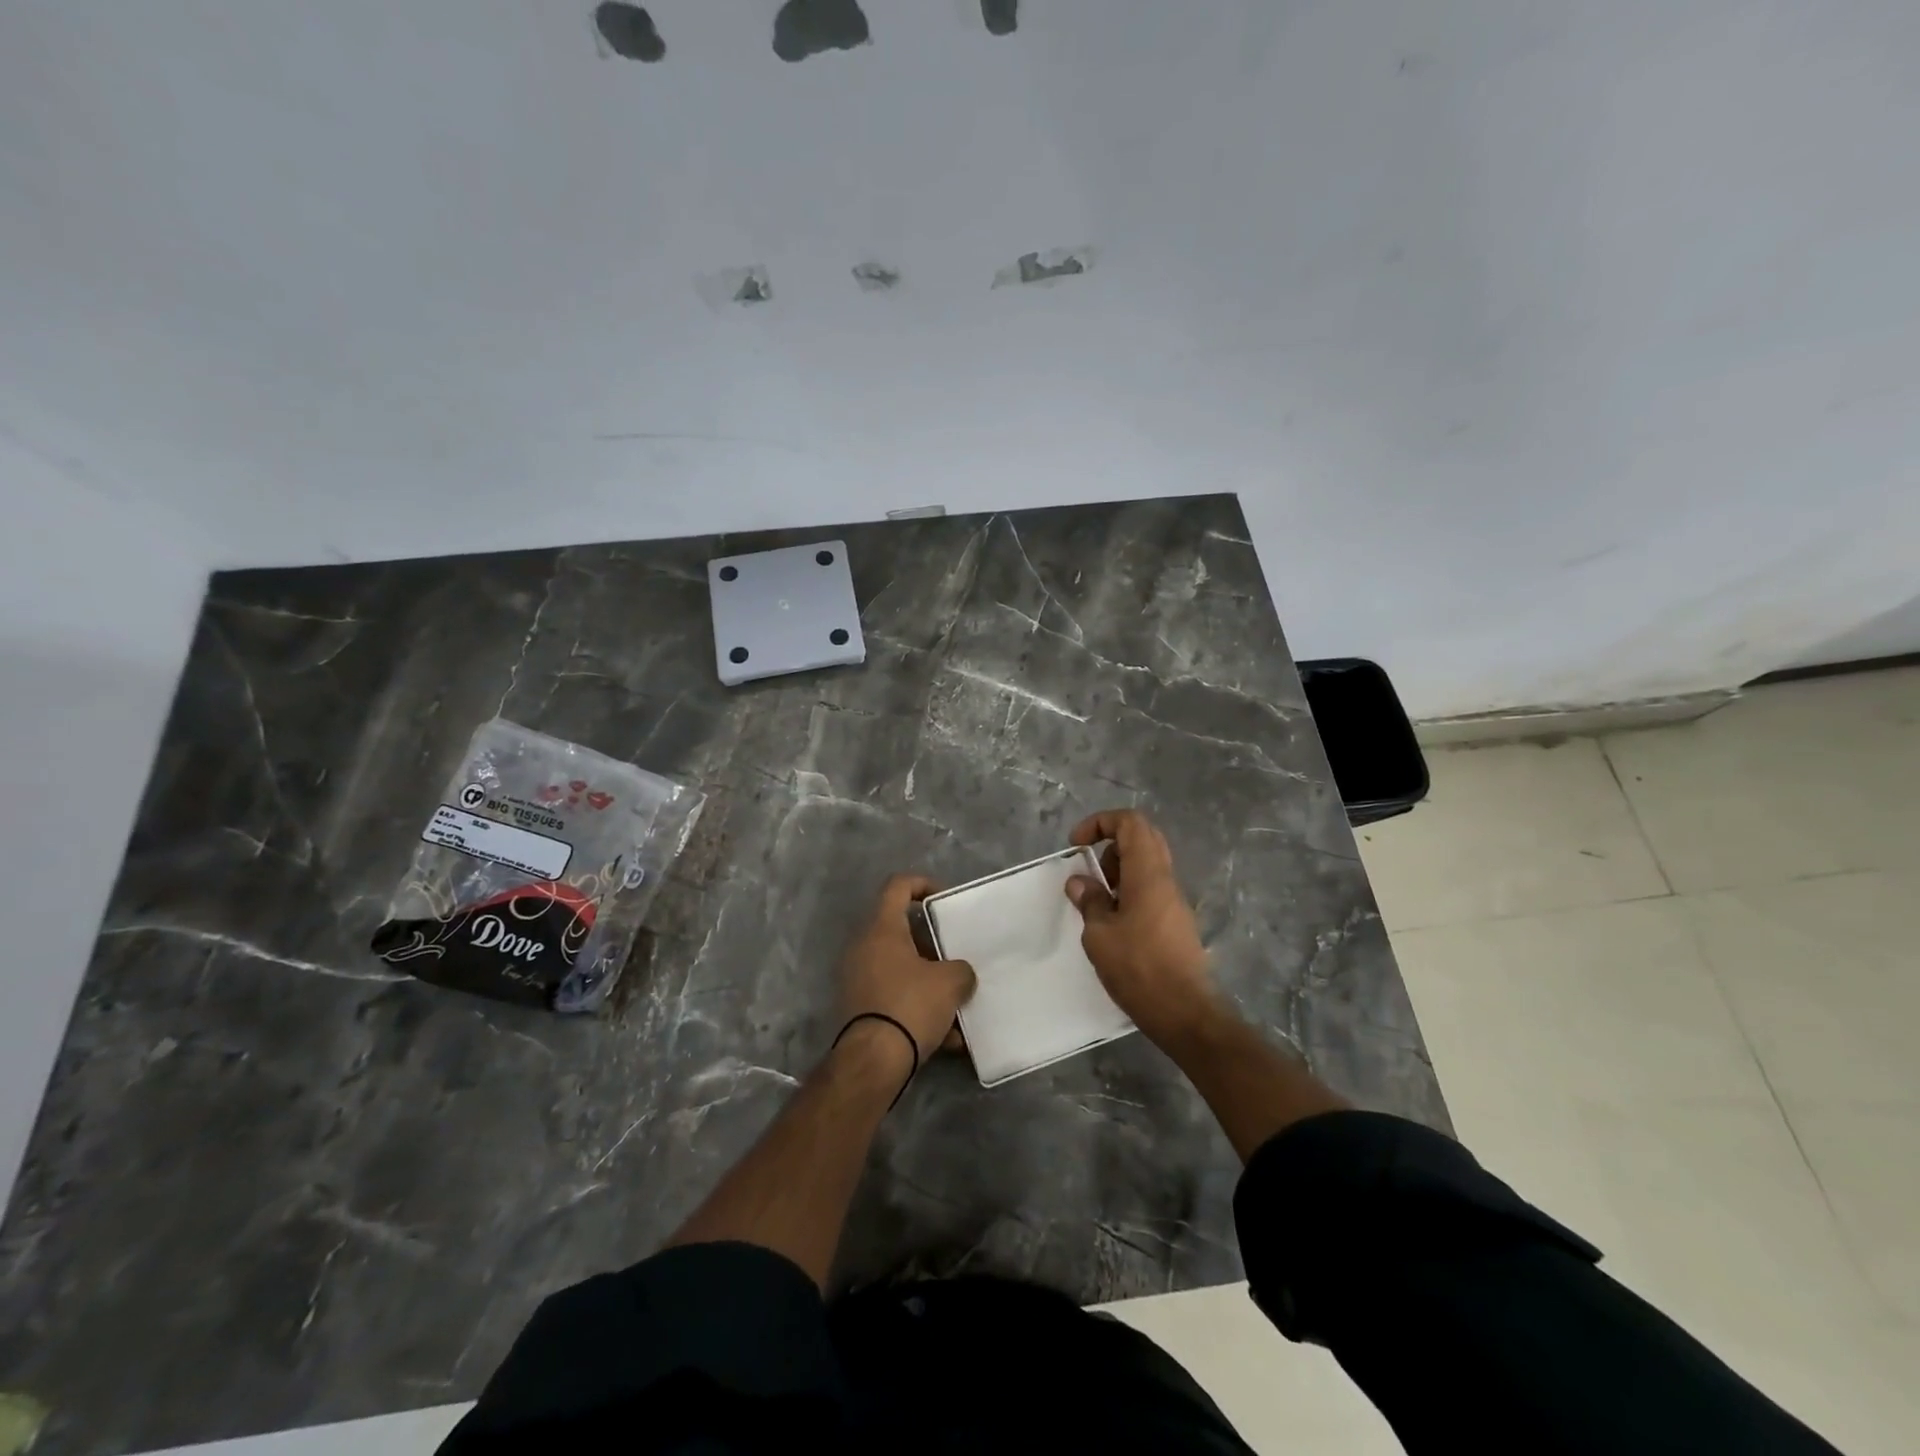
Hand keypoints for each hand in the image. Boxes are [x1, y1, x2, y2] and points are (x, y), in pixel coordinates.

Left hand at [838, 874, 977, 1074]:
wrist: (873, 1061)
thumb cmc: (910, 1005)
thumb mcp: (950, 983)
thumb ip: (960, 970)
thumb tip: (959, 975)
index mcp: (882, 929)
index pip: (897, 886)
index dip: (922, 884)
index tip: (944, 900)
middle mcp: (864, 947)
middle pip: (902, 932)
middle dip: (933, 945)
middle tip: (955, 958)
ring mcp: (858, 979)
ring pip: (901, 969)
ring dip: (929, 982)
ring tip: (958, 1005)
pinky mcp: (859, 1008)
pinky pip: (895, 998)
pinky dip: (918, 1010)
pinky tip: (947, 1038)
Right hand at [1065, 810, 1217, 1046]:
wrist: (1185, 1012)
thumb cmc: (1139, 968)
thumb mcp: (1100, 935)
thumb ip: (1090, 902)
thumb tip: (1080, 882)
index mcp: (1148, 874)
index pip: (1130, 823)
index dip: (1100, 823)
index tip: (1077, 845)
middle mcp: (1165, 880)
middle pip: (1142, 838)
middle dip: (1110, 845)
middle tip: (1089, 870)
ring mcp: (1174, 901)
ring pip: (1147, 865)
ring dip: (1118, 871)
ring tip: (1097, 900)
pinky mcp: (1176, 922)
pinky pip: (1151, 889)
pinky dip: (1129, 891)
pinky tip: (1113, 922)